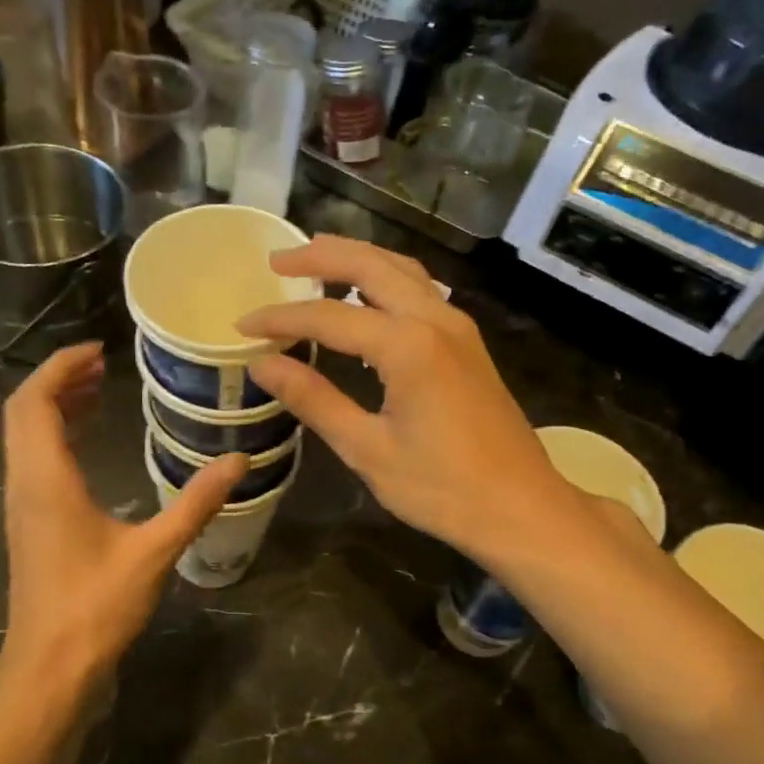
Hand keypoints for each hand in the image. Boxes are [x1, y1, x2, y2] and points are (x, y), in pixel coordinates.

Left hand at [0, 343, 246, 686]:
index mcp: (46, 480)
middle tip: (102, 365)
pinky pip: (31, 459)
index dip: (61, 367)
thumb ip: (196, 503)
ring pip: (24, 436)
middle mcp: (24, 483)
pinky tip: (86, 443)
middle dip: (58, 380)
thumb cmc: (96, 607)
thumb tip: (239, 461)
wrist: (50, 664)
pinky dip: (54, 435)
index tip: (98, 350)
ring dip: (54, 406)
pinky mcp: (28, 523)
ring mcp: (21, 504)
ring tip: (96, 389)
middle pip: (22, 412)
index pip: (36, 402)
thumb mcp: (153, 552)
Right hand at [238, 237, 564, 562]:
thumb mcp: (367, 449)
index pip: (328, 316)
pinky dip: (383, 279)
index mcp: (408, 346)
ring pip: (401, 269)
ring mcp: (457, 327)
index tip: (242, 326)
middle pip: (370, 265)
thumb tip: (263, 365)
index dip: (280, 319)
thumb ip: (314, 400)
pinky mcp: (467, 343)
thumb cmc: (442, 488)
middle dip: (320, 256)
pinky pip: (419, 290)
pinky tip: (363, 299)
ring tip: (314, 262)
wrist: (521, 507)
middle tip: (276, 262)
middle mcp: (435, 320)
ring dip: (355, 259)